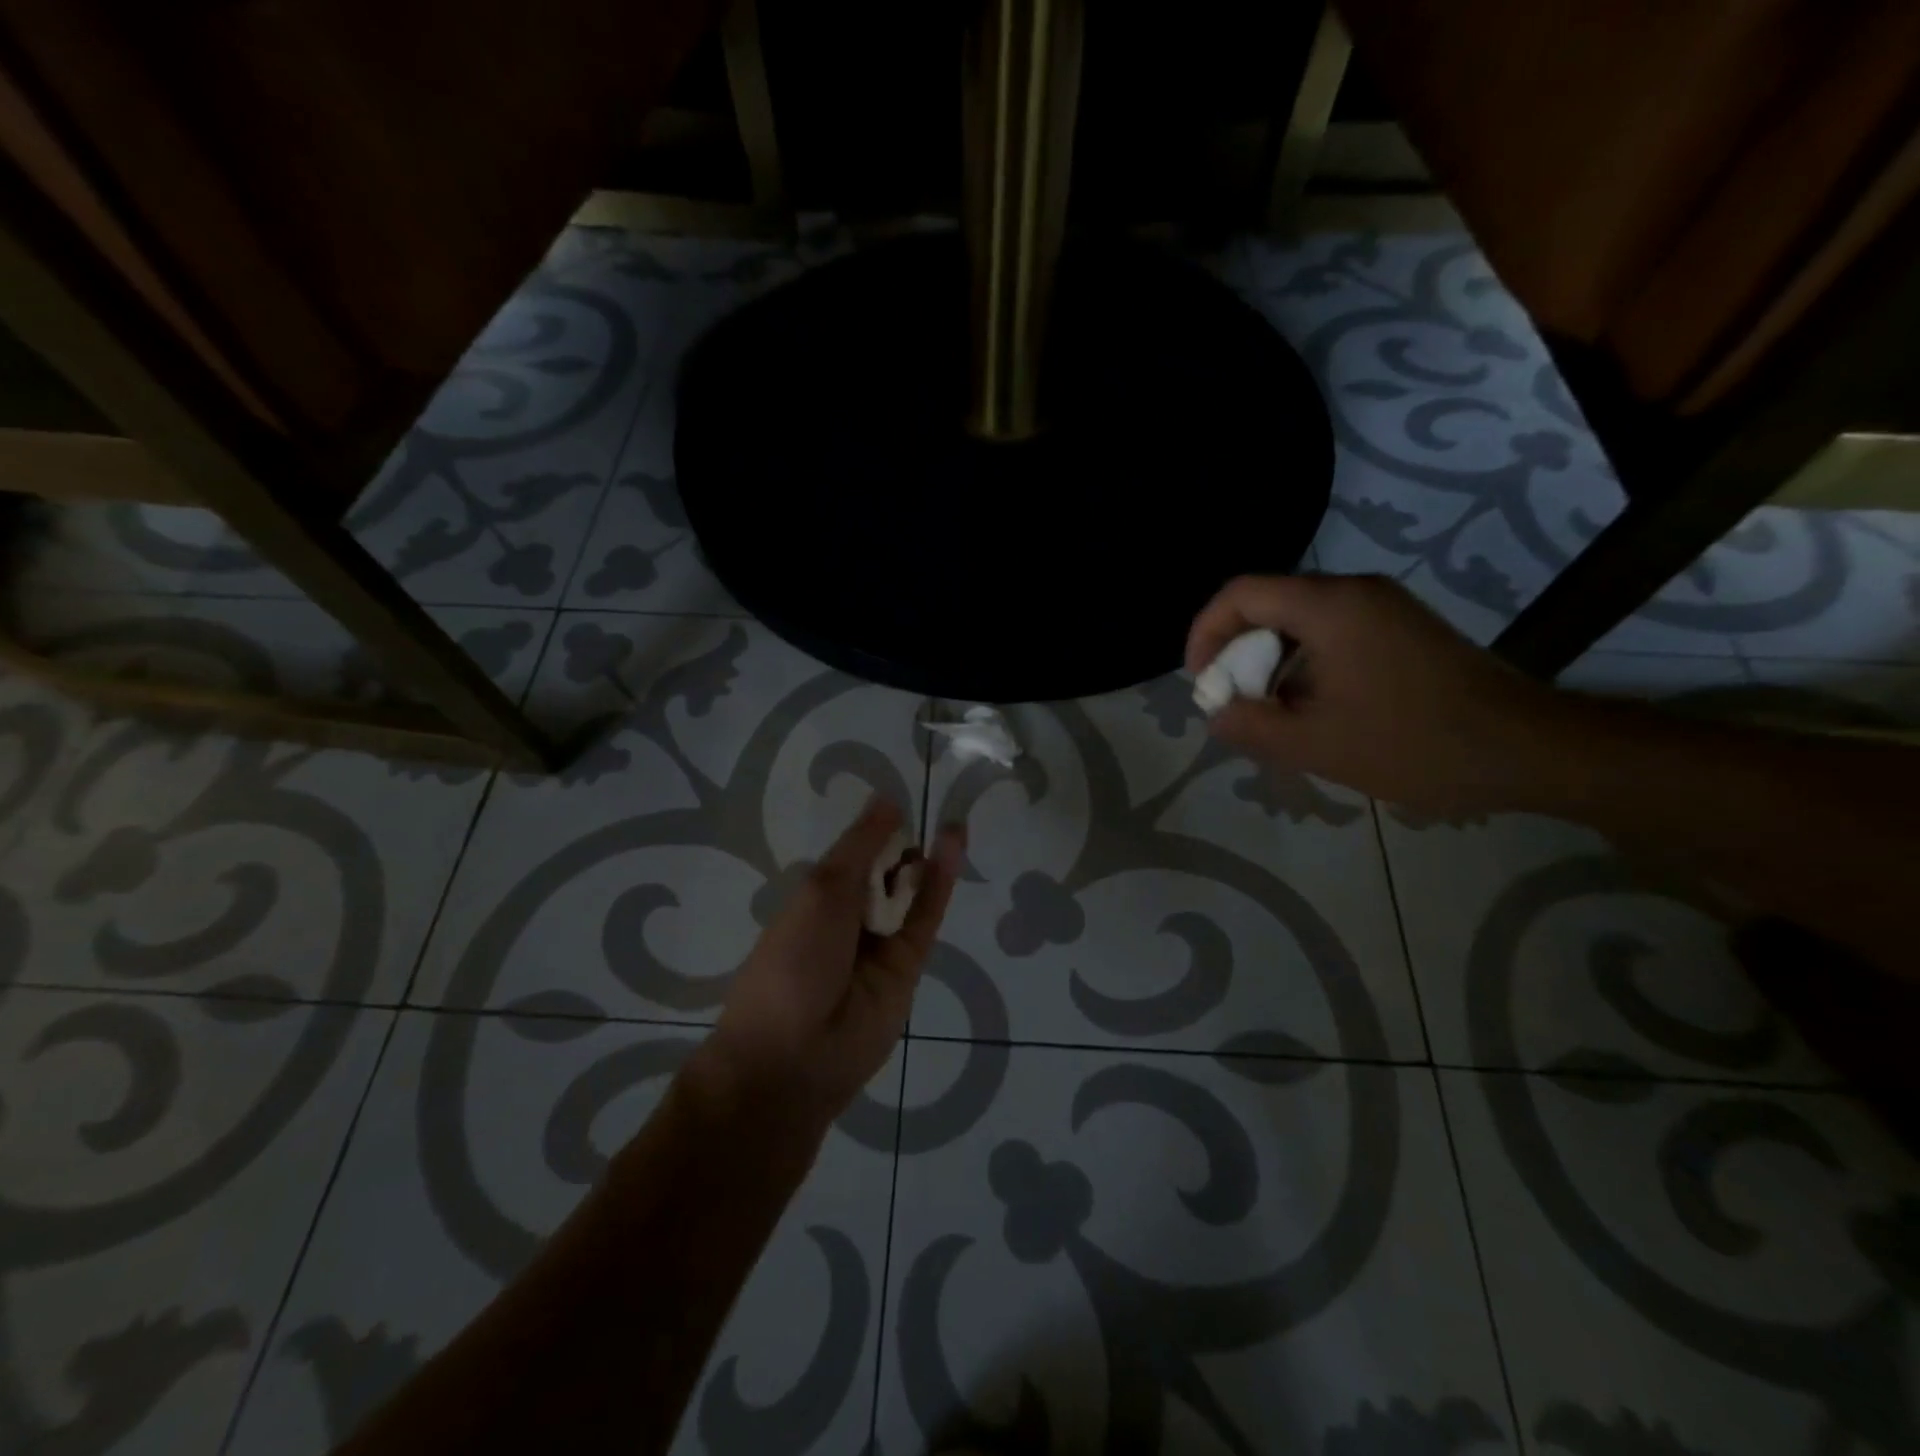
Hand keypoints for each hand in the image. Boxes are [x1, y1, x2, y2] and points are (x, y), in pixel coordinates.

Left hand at [688, 798, 963, 1140]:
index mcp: (813, 900)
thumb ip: (860, 847)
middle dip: (900, 847)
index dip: (872, 832)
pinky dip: (941, 881)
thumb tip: (886, 800)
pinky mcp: (908, 966)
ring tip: (951, 824)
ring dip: (925, 859)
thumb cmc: (793, 961)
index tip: (897, 804)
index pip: (850, 856)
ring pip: (908, 894)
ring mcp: (879, 944)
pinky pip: (926, 917)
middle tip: (921, 820)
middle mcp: (847, 919)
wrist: (796, 1056)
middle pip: (882, 873)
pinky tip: (953, 845)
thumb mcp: (822, 892)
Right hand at [1186, 574, 1562, 817]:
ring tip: (1270, 713)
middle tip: (1234, 702)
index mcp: (1330, 606)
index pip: (1241, 593)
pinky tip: (1312, 709)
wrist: (1526, 749)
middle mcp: (1355, 591)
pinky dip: (1305, 664)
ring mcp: (1384, 606)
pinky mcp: (1402, 628)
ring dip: (1271, 662)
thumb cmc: (1414, 744)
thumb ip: (1250, 726)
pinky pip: (1332, 633)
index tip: (1201, 680)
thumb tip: (1218, 712)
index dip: (1206, 632)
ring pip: (1300, 621)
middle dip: (1237, 652)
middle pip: (1269, 603)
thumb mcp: (1315, 744)